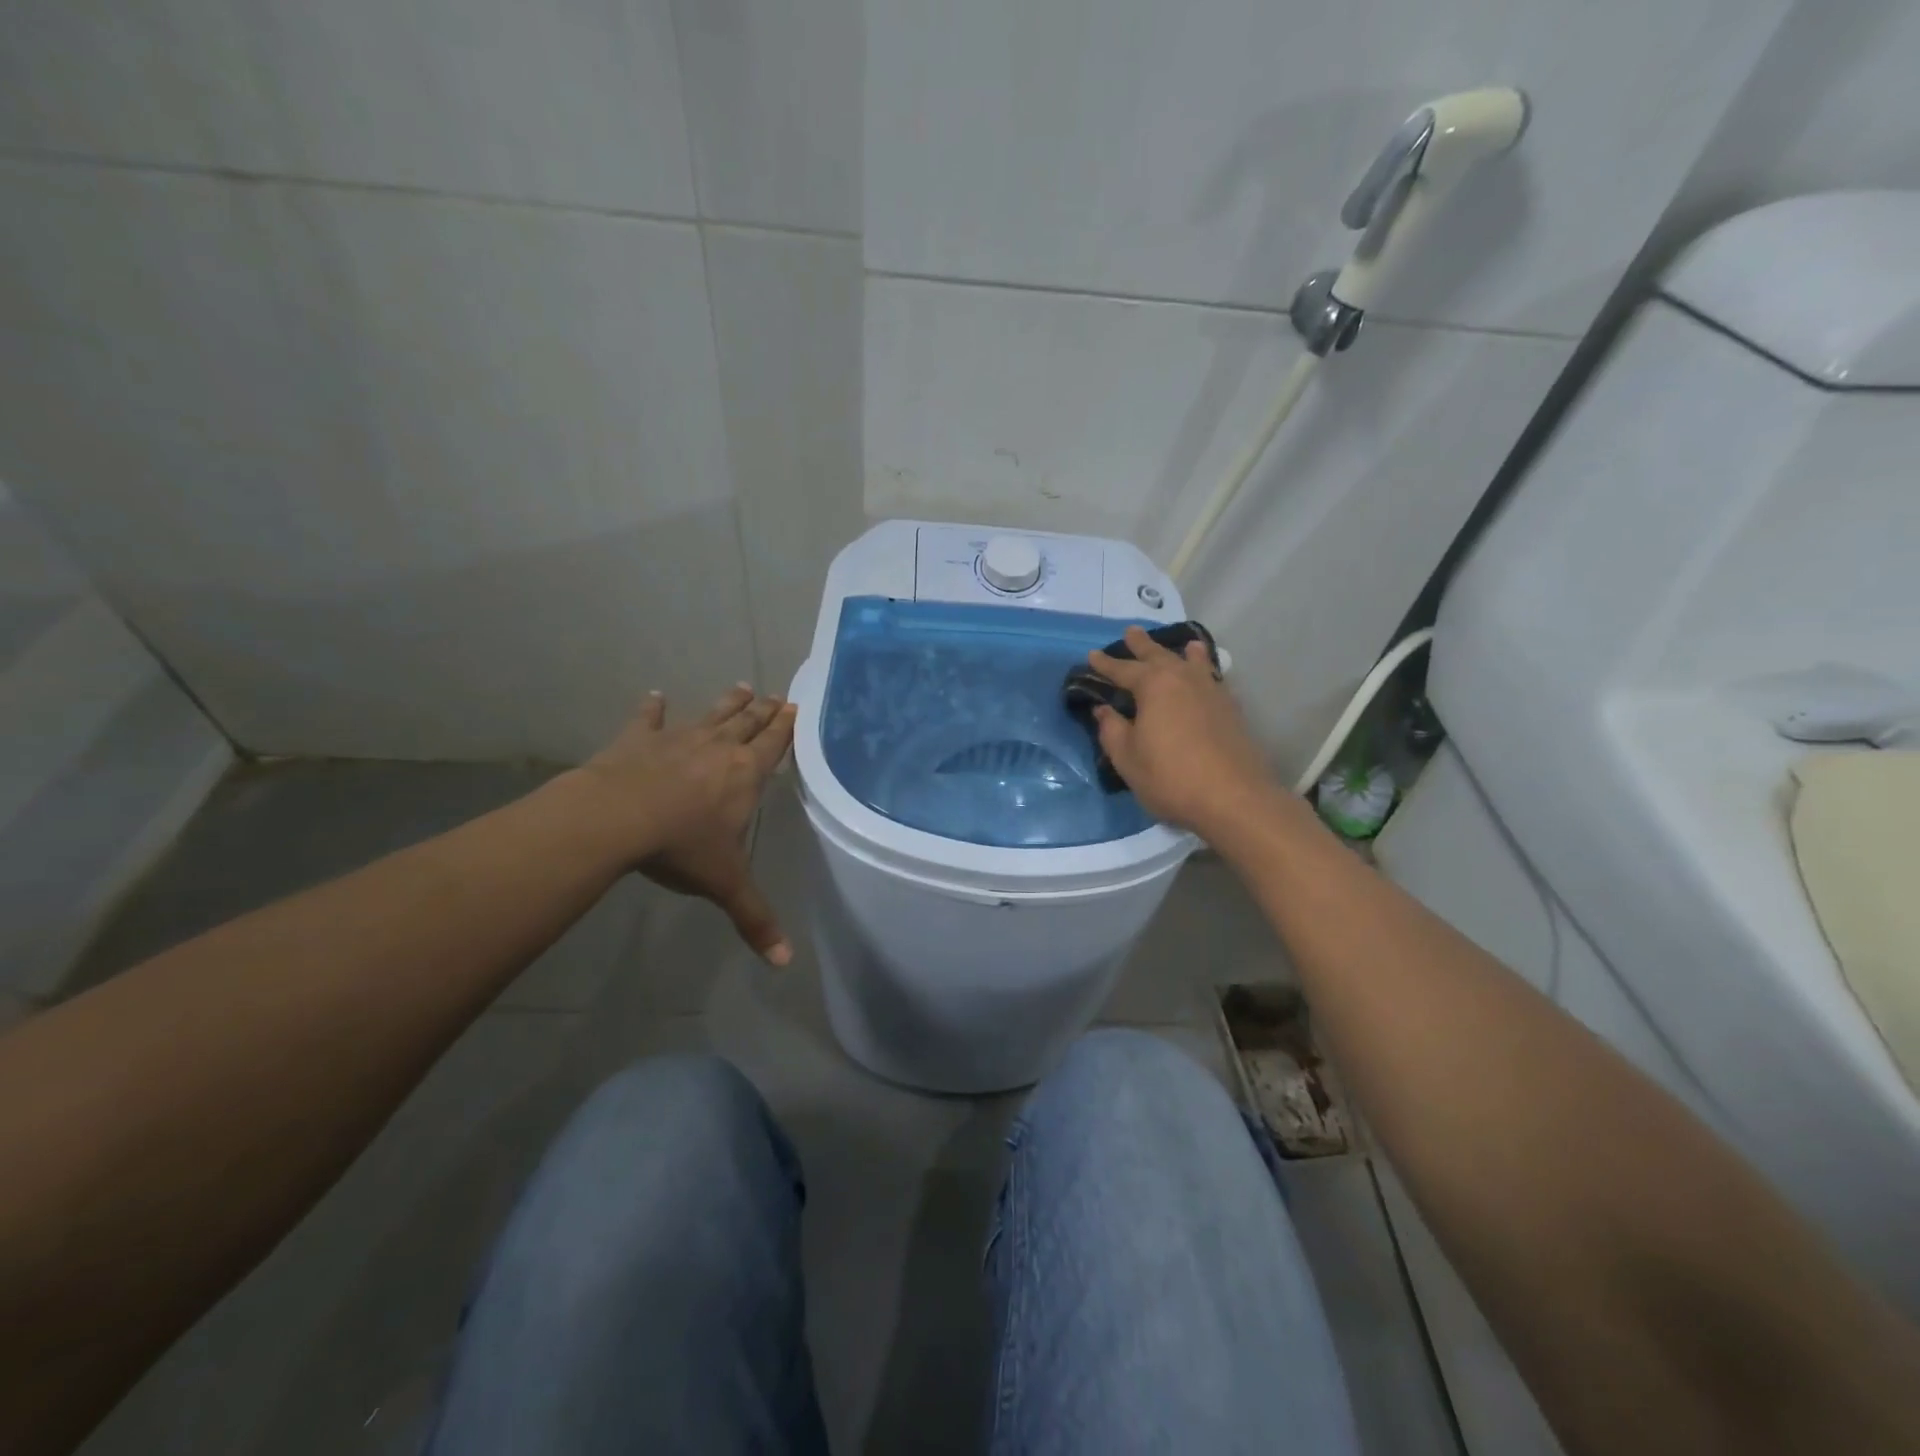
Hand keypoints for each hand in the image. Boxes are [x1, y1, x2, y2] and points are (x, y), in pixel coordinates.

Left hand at [579, 685, 798, 964]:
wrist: (618, 817)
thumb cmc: (682, 846)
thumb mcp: (725, 884)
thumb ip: (755, 919)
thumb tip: (784, 963)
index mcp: (746, 774)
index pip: (774, 745)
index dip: (786, 728)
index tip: (795, 707)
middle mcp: (719, 749)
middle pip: (747, 724)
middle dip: (764, 711)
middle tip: (775, 695)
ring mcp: (679, 739)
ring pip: (711, 715)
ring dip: (727, 703)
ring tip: (742, 686)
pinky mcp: (640, 739)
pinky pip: (650, 719)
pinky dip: (653, 708)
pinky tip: (656, 695)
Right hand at [1088, 626, 1283, 840]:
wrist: (1233, 798)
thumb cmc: (1170, 777)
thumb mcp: (1127, 758)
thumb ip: (1112, 730)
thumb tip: (1103, 710)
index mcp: (1154, 685)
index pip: (1123, 669)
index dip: (1105, 664)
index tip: (1092, 655)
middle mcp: (1184, 678)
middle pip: (1159, 656)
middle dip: (1142, 645)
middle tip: (1131, 632)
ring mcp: (1212, 691)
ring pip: (1193, 663)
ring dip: (1182, 652)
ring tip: (1184, 644)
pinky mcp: (1231, 709)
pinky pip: (1213, 678)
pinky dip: (1206, 671)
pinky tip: (1208, 677)